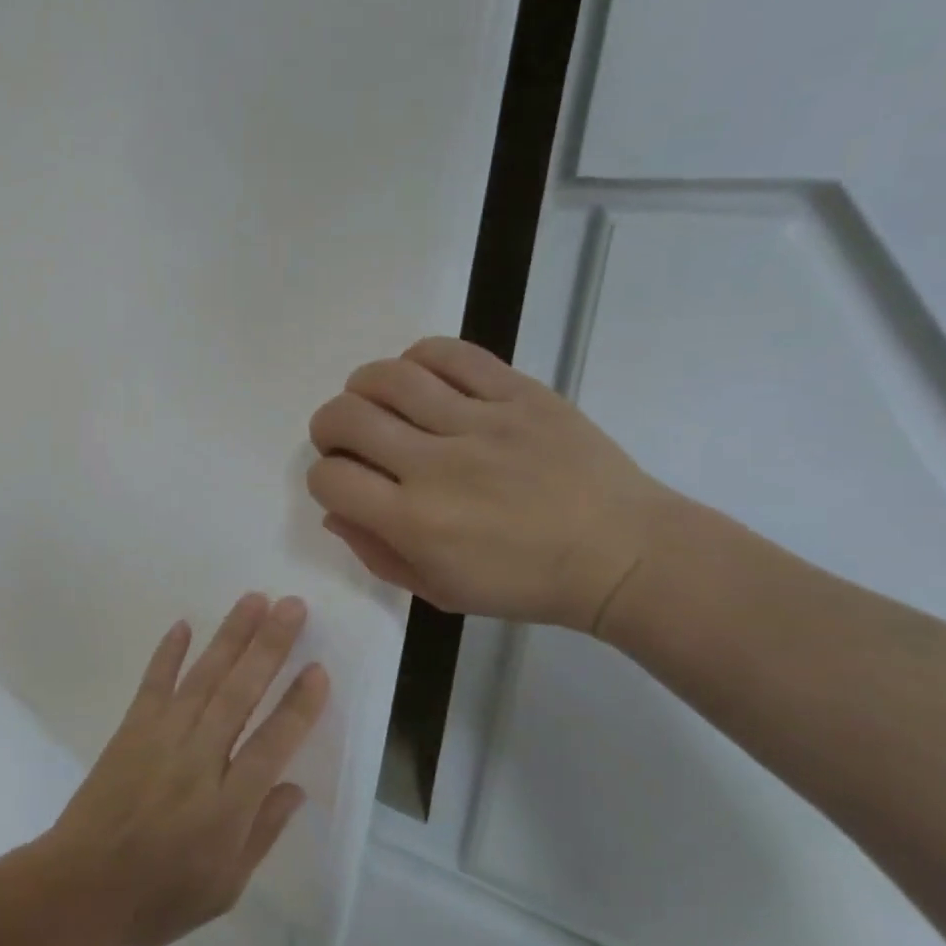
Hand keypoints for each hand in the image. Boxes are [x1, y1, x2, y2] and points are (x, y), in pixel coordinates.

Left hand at [43, 594, 327, 945]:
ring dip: (230, 636)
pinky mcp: (131, 730)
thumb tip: (295, 788)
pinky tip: (184, 625)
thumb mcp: (225, 887)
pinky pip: (153, 684)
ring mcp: (161, 738)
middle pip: (241, 693)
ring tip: (254, 600)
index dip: (299, 705)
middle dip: (270, 646)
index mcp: (228, 804)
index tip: (318, 669)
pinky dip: (168, 653)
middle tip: (293, 606)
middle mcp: (199, 759)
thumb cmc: (158, 897)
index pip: (274, 743)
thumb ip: (262, 833)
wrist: (79, 889)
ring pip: (204, 678)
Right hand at [306, 337, 676, 632]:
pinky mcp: (519, 393)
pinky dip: (420, 358)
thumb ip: (377, 553)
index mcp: (415, 523)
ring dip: (365, 386)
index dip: (323, 477)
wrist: (621, 555)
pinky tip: (422, 378)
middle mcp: (437, 466)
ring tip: (379, 401)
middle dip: (329, 426)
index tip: (345, 482)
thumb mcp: (439, 592)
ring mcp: (481, 423)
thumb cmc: (525, 584)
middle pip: (345, 417)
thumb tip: (334, 511)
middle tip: (348, 437)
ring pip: (390, 376)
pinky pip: (451, 354)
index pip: (330, 478)